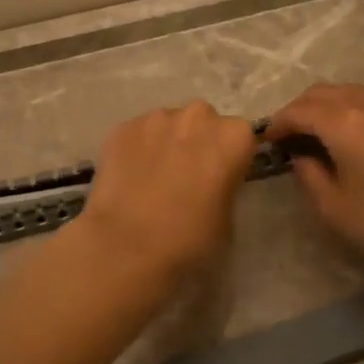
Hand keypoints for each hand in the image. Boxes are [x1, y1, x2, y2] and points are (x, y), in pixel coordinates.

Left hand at [67, 101, 257, 301]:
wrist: (128, 247)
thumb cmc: (190, 239)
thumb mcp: (228, 219)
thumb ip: (225, 187)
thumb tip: (211, 184)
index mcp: (233, 136)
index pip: (240, 138)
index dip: (229, 158)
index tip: (219, 178)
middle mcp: (198, 116)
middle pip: (203, 122)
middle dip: (198, 142)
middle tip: (186, 176)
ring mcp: (157, 118)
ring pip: (168, 125)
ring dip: (166, 143)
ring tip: (153, 178)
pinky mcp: (123, 127)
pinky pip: (137, 134)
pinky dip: (137, 149)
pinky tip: (129, 179)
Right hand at [263, 83, 363, 293]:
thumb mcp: (335, 209)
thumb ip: (308, 175)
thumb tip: (301, 155)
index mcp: (345, 123)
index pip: (300, 110)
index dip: (279, 123)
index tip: (268, 141)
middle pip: (323, 93)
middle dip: (300, 110)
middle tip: (290, 137)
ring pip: (350, 94)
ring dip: (327, 107)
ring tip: (318, 136)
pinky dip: (353, 112)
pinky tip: (354, 140)